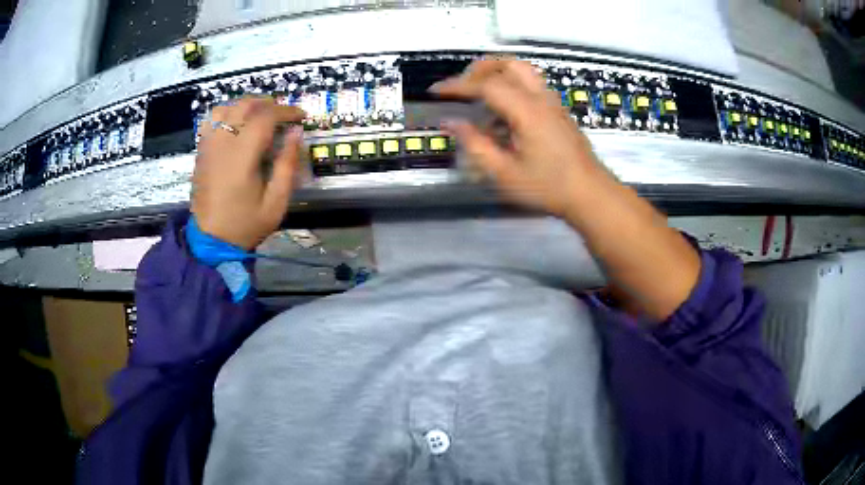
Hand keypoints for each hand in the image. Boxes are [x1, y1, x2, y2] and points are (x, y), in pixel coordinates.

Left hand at [191, 97, 305, 249]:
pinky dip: (226, 114)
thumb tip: (296, 133)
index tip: (301, 116)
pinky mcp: (201, 152)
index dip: (286, 111)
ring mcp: (208, 146)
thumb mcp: (275, 202)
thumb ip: (287, 165)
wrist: (210, 242)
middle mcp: (222, 145)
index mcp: (242, 157)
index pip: (265, 117)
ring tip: (259, 115)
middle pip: (245, 105)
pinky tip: (236, 124)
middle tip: (283, 114)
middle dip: (268, 103)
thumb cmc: (245, 225)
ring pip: (225, 108)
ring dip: (246, 105)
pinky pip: (211, 121)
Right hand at [434, 60, 700, 320]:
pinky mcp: (558, 109)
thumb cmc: (548, 187)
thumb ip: (475, 145)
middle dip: (479, 69)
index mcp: (526, 110)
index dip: (457, 85)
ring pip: (522, 70)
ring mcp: (552, 102)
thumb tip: (451, 122)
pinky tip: (503, 110)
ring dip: (497, 73)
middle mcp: (540, 98)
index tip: (436, 92)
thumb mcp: (505, 173)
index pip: (486, 85)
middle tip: (461, 87)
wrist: (590, 193)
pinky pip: (531, 84)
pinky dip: (511, 84)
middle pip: (507, 64)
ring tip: (479, 93)